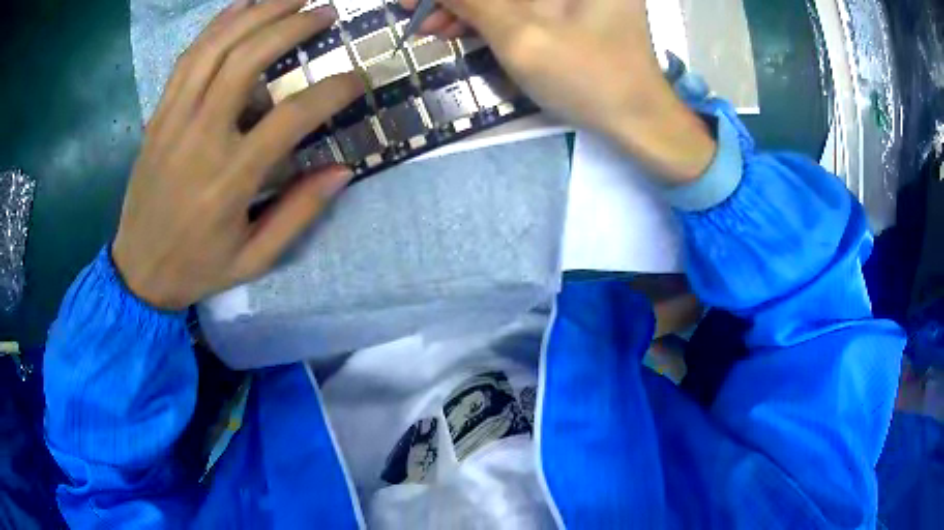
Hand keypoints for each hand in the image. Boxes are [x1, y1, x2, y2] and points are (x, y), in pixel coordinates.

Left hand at [112, 0, 362, 309]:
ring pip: (215, 49)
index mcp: (229, 181)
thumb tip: (343, 170)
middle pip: (246, 61)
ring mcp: (173, 121)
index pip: (290, 118)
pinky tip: (241, 6)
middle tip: (324, 12)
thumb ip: (299, 214)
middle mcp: (199, 140)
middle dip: (291, 27)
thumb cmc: (197, 267)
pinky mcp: (158, 115)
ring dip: (256, 13)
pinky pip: (187, 58)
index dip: (331, 91)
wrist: (137, 271)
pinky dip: (216, 26)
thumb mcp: (255, 259)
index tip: (358, 78)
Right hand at [406, 0, 715, 183]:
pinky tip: (461, 27)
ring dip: (467, 5)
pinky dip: (488, 13)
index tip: (412, 2)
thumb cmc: (587, 77)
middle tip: (414, 11)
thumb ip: (472, 0)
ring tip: (431, 26)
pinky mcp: (572, 5)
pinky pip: (521, 3)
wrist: (637, 119)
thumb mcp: (520, 34)